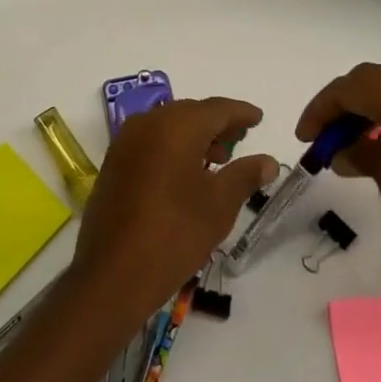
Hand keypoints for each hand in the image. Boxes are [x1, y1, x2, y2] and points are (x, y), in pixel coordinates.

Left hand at [70, 98, 277, 325]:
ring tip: (218, 160)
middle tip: (240, 140)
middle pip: (190, 113)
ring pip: (168, 126)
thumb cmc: (174, 234)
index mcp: (175, 126)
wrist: (113, 273)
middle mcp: (147, 123)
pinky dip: (172, 147)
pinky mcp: (114, 162)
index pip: (216, 108)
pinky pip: (150, 141)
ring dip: (194, 135)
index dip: (240, 113)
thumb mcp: (219, 205)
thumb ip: (245, 175)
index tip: (258, 118)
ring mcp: (126, 142)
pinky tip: (186, 172)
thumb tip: (267, 160)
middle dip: (217, 124)